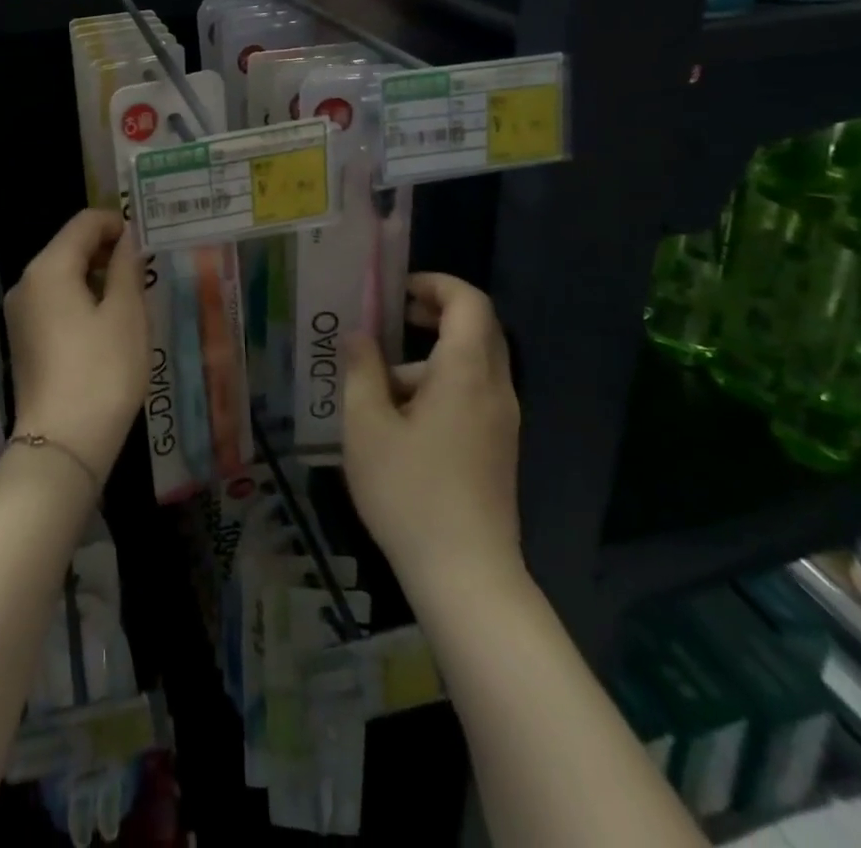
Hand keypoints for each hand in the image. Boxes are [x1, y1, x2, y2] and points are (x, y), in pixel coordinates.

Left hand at [5, 209, 150, 479]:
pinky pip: (55, 303)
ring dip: (96, 278)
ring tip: (132, 300)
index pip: (85, 222)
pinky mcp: (24, 340)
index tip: (147, 244)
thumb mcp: (125, 314)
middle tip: (145, 271)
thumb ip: (126, 267)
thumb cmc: (102, 372)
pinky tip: (107, 326)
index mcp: (48, 268)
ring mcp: (20, 314)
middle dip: (108, 252)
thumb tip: (126, 239)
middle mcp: (26, 283)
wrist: (63, 444)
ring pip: (63, 276)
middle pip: (70, 247)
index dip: (118, 224)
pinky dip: (81, 301)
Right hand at [342, 273, 524, 597]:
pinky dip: (439, 385)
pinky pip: (472, 394)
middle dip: (434, 313)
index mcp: (466, 373)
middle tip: (389, 318)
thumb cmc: (410, 492)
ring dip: (429, 356)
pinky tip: (398, 421)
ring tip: (377, 383)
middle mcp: (495, 389)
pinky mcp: (498, 448)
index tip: (396, 292)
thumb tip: (359, 335)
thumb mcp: (367, 426)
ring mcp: (501, 421)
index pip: (469, 302)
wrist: (467, 577)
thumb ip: (362, 370)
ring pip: (472, 364)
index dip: (436, 284)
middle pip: (477, 329)